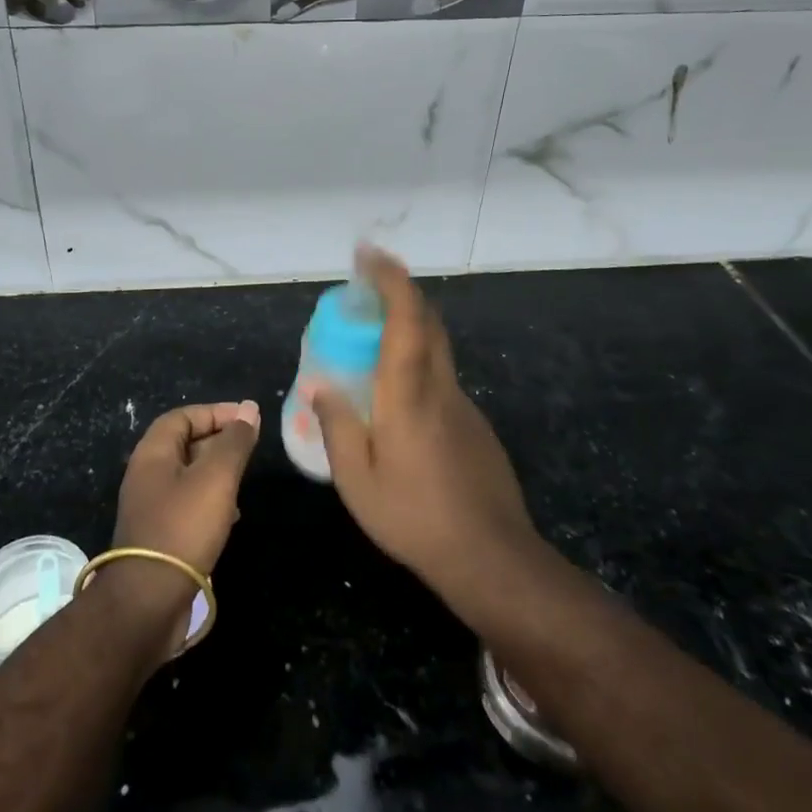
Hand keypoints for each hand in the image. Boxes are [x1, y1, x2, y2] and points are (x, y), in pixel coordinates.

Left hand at [113, 400, 260, 572]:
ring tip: (244, 479)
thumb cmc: (183, 528)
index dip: (216, 412)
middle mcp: (147, 474)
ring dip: (217, 471)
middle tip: (250, 448)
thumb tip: (250, 408)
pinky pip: (187, 504)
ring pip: (188, 475)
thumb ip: (234, 442)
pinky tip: (231, 514)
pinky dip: (211, 499)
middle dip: (218, 440)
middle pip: (184, 443)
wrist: (148, 602)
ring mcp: (151, 507)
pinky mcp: (159, 536)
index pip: (184, 416)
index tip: (248, 420)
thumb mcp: (216, 478)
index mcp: (152, 453)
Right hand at [305, 247, 536, 610]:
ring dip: (408, 326)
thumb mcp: (357, 481)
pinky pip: (441, 376)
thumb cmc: (415, 517)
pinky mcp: (474, 424)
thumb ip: (336, 427)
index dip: (390, 279)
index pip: (406, 317)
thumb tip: (321, 388)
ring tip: (372, 339)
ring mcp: (463, 404)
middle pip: (428, 320)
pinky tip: (397, 397)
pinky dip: (417, 361)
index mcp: (408, 393)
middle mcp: (439, 386)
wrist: (491, 557)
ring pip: (436, 347)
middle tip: (366, 286)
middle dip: (399, 290)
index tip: (369, 254)